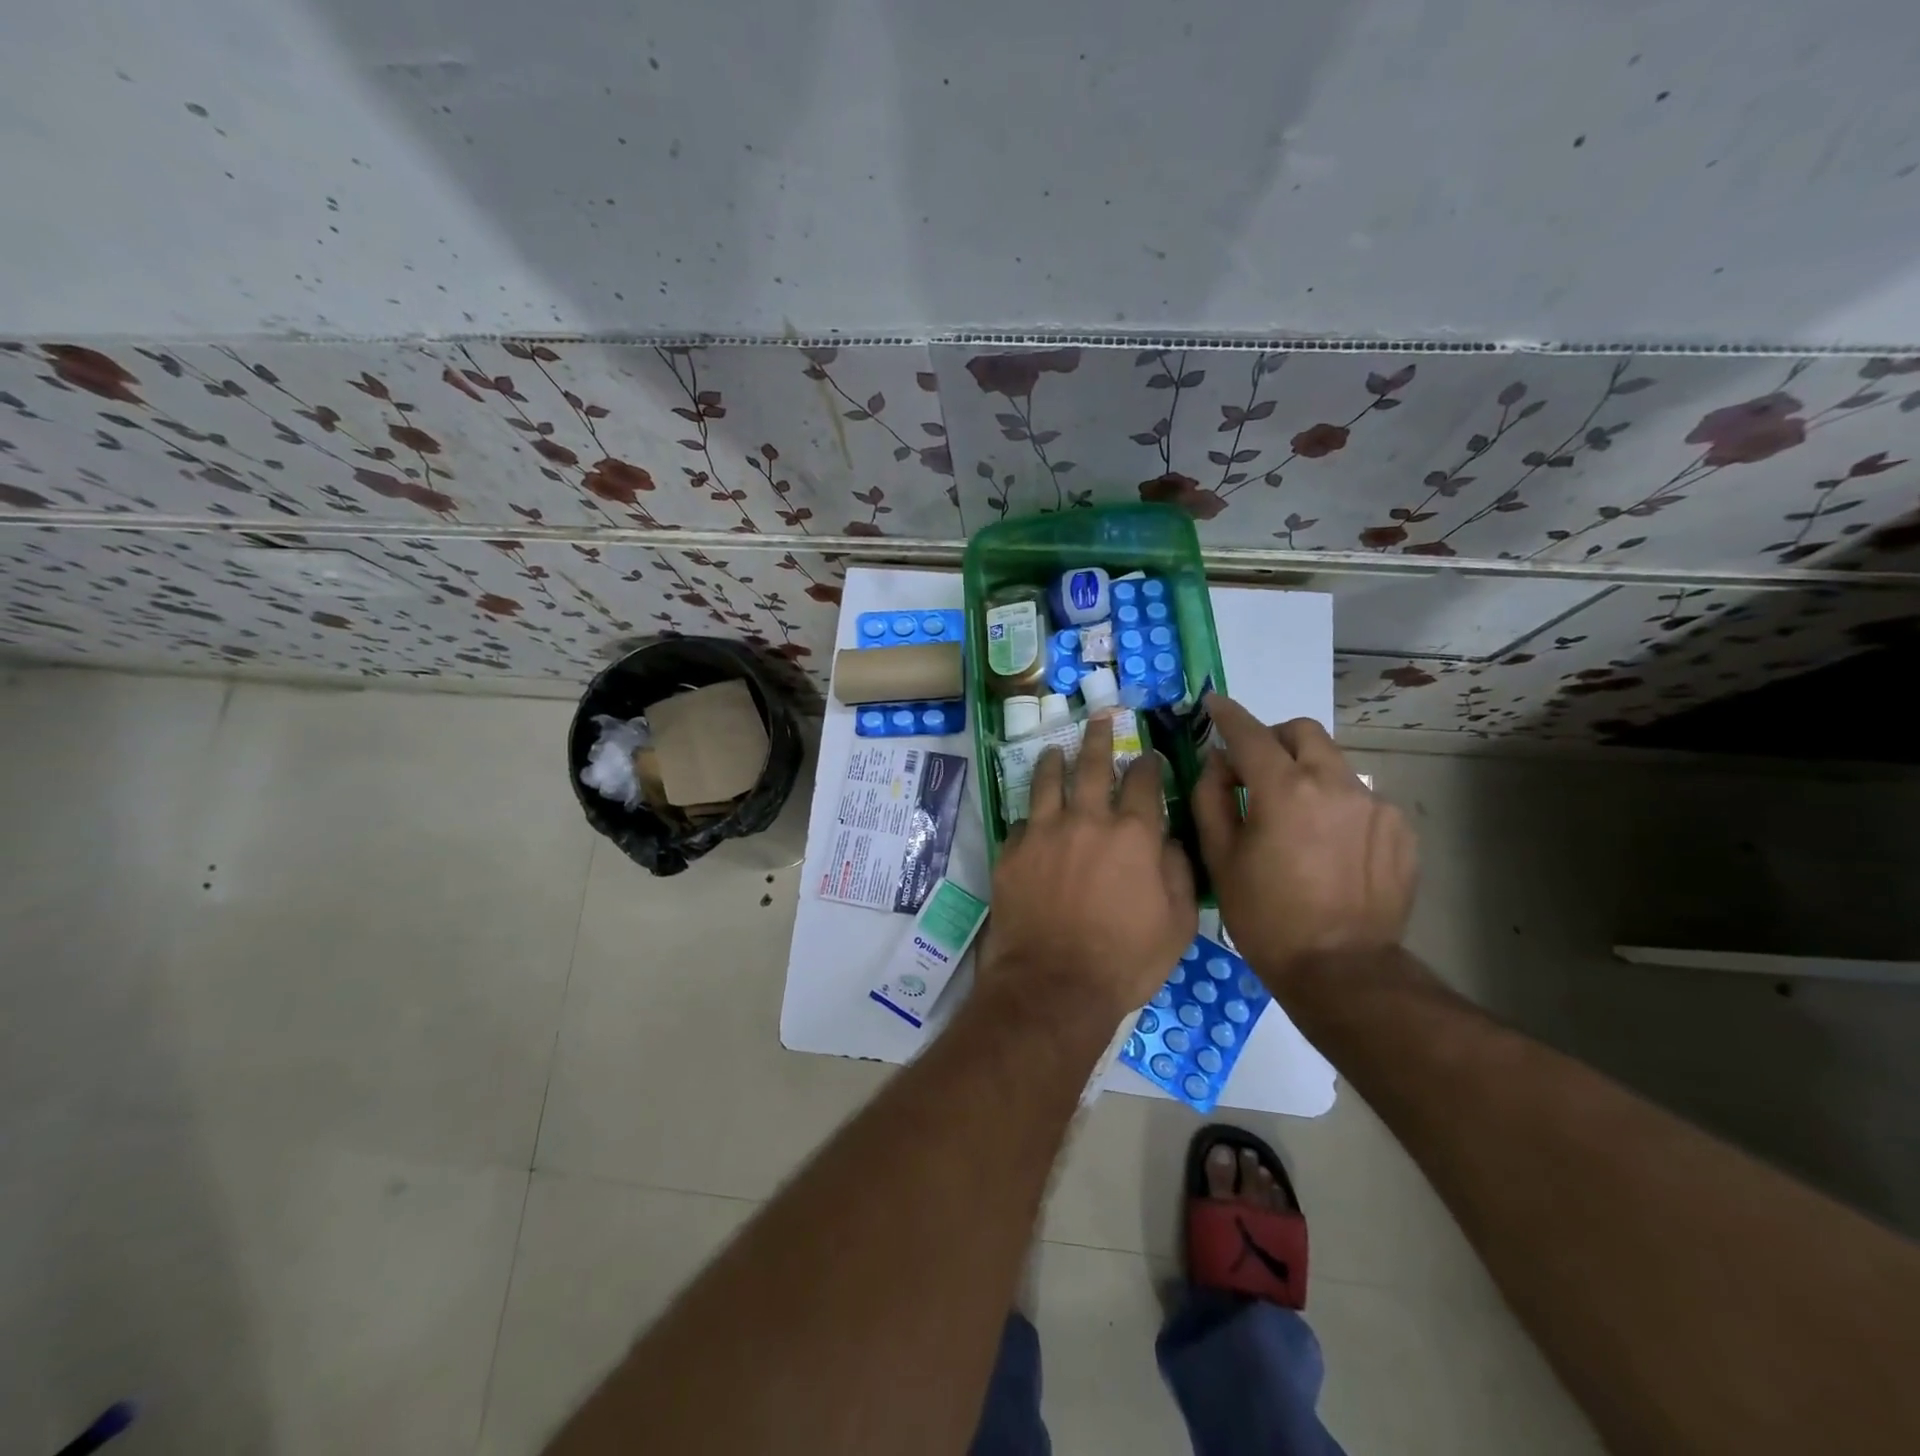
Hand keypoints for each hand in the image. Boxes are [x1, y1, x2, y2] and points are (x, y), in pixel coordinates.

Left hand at [977, 715, 1197, 1025]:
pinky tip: (1031, 816)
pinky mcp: (1011, 852)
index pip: (1143, 782)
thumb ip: (1178, 872)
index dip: (1147, 764)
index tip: (1147, 755)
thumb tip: (1170, 840)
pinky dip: (1030, 816)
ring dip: (1054, 761)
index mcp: (1132, 834)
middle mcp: (1086, 820)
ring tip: (1054, 749)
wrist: (1054, 985)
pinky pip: (1021, 822)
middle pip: (1091, 766)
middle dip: (1098, 738)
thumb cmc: (1125, 960)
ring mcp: (1043, 833)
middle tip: (1098, 718)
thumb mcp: (1178, 923)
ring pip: (1047, 782)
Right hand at [1191, 695, 1416, 992]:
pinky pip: (1359, 798)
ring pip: (1333, 765)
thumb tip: (1219, 762)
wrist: (1342, 970)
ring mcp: (1375, 805)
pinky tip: (1327, 845)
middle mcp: (1335, 784)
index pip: (1251, 734)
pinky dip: (1335, 805)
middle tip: (1255, 768)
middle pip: (1303, 732)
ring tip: (1294, 817)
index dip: (1228, 715)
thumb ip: (1212, 797)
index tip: (1215, 703)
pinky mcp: (1400, 828)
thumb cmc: (1266, 916)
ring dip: (1306, 774)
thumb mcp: (1220, 857)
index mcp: (1285, 790)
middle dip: (1274, 738)